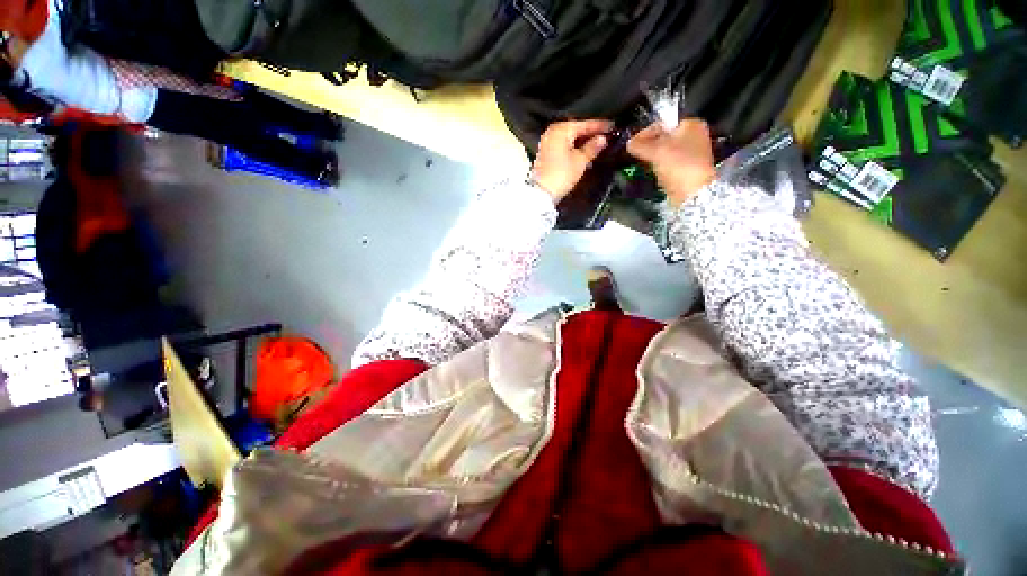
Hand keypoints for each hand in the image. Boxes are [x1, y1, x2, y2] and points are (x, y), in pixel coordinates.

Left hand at [531, 119, 611, 202]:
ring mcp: (547, 142)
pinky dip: (573, 147)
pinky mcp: (545, 154)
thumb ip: (592, 147)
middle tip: (605, 135)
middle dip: (590, 133)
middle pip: (575, 129)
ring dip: (582, 141)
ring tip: (596, 144)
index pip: (585, 124)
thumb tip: (602, 139)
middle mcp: (552, 131)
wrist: (542, 192)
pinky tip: (583, 151)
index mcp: (561, 129)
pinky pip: (563, 145)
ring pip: (569, 138)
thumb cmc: (562, 174)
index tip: (612, 127)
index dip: (600, 126)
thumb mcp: (580, 160)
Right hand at [627, 119, 716, 206]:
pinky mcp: (689, 169)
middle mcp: (695, 136)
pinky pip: (669, 164)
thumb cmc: (677, 164)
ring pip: (666, 152)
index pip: (663, 124)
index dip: (646, 133)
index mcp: (692, 124)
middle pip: (664, 138)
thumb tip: (629, 143)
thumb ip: (639, 145)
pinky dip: (660, 167)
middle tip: (637, 155)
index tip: (633, 144)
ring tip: (644, 165)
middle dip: (649, 147)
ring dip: (654, 158)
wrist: (693, 192)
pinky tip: (654, 174)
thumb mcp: (655, 151)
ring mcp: (693, 154)